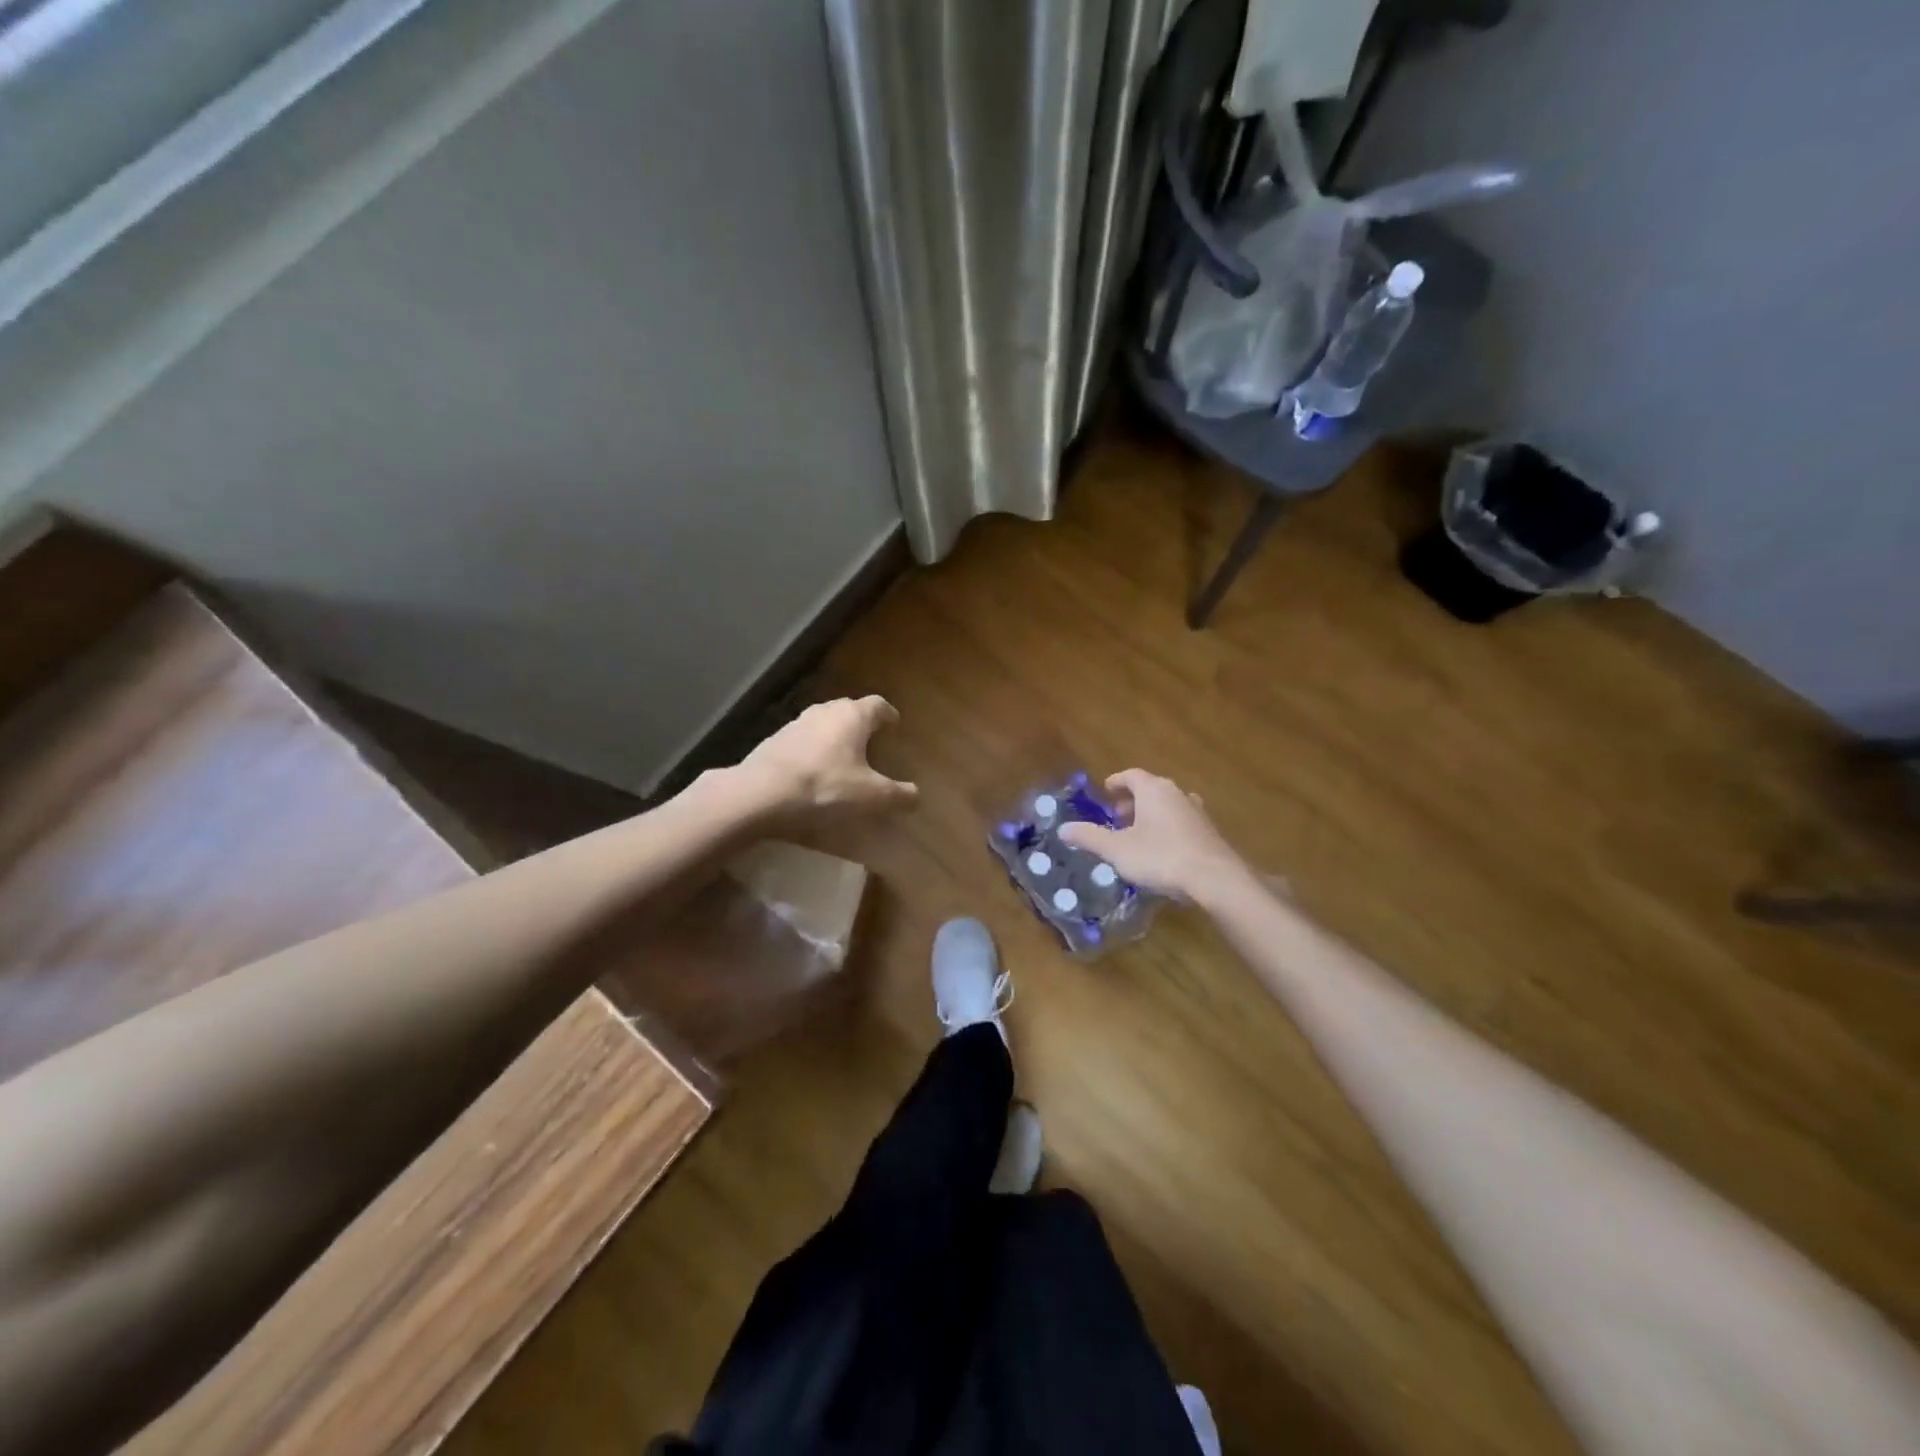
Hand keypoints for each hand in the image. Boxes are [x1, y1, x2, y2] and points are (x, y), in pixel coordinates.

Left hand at [734, 696, 917, 825]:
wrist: (760, 794)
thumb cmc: (824, 788)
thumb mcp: (870, 797)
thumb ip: (898, 795)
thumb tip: (917, 796)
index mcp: (852, 717)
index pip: (878, 705)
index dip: (888, 714)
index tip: (894, 724)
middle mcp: (824, 712)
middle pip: (848, 708)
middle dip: (861, 722)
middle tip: (870, 740)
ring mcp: (795, 724)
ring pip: (822, 722)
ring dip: (834, 734)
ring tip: (841, 755)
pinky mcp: (773, 741)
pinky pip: (801, 739)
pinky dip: (812, 749)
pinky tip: (812, 770)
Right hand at [1057, 769, 1245, 902]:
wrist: (1214, 878)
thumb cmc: (1160, 857)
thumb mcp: (1117, 849)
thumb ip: (1089, 837)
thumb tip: (1062, 829)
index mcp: (1153, 790)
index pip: (1131, 775)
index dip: (1116, 782)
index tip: (1105, 792)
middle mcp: (1177, 793)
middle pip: (1150, 789)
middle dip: (1131, 802)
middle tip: (1116, 818)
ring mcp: (1196, 812)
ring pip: (1167, 805)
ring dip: (1150, 815)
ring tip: (1137, 835)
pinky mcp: (1209, 832)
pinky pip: (1181, 822)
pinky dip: (1167, 828)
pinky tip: (1161, 850)